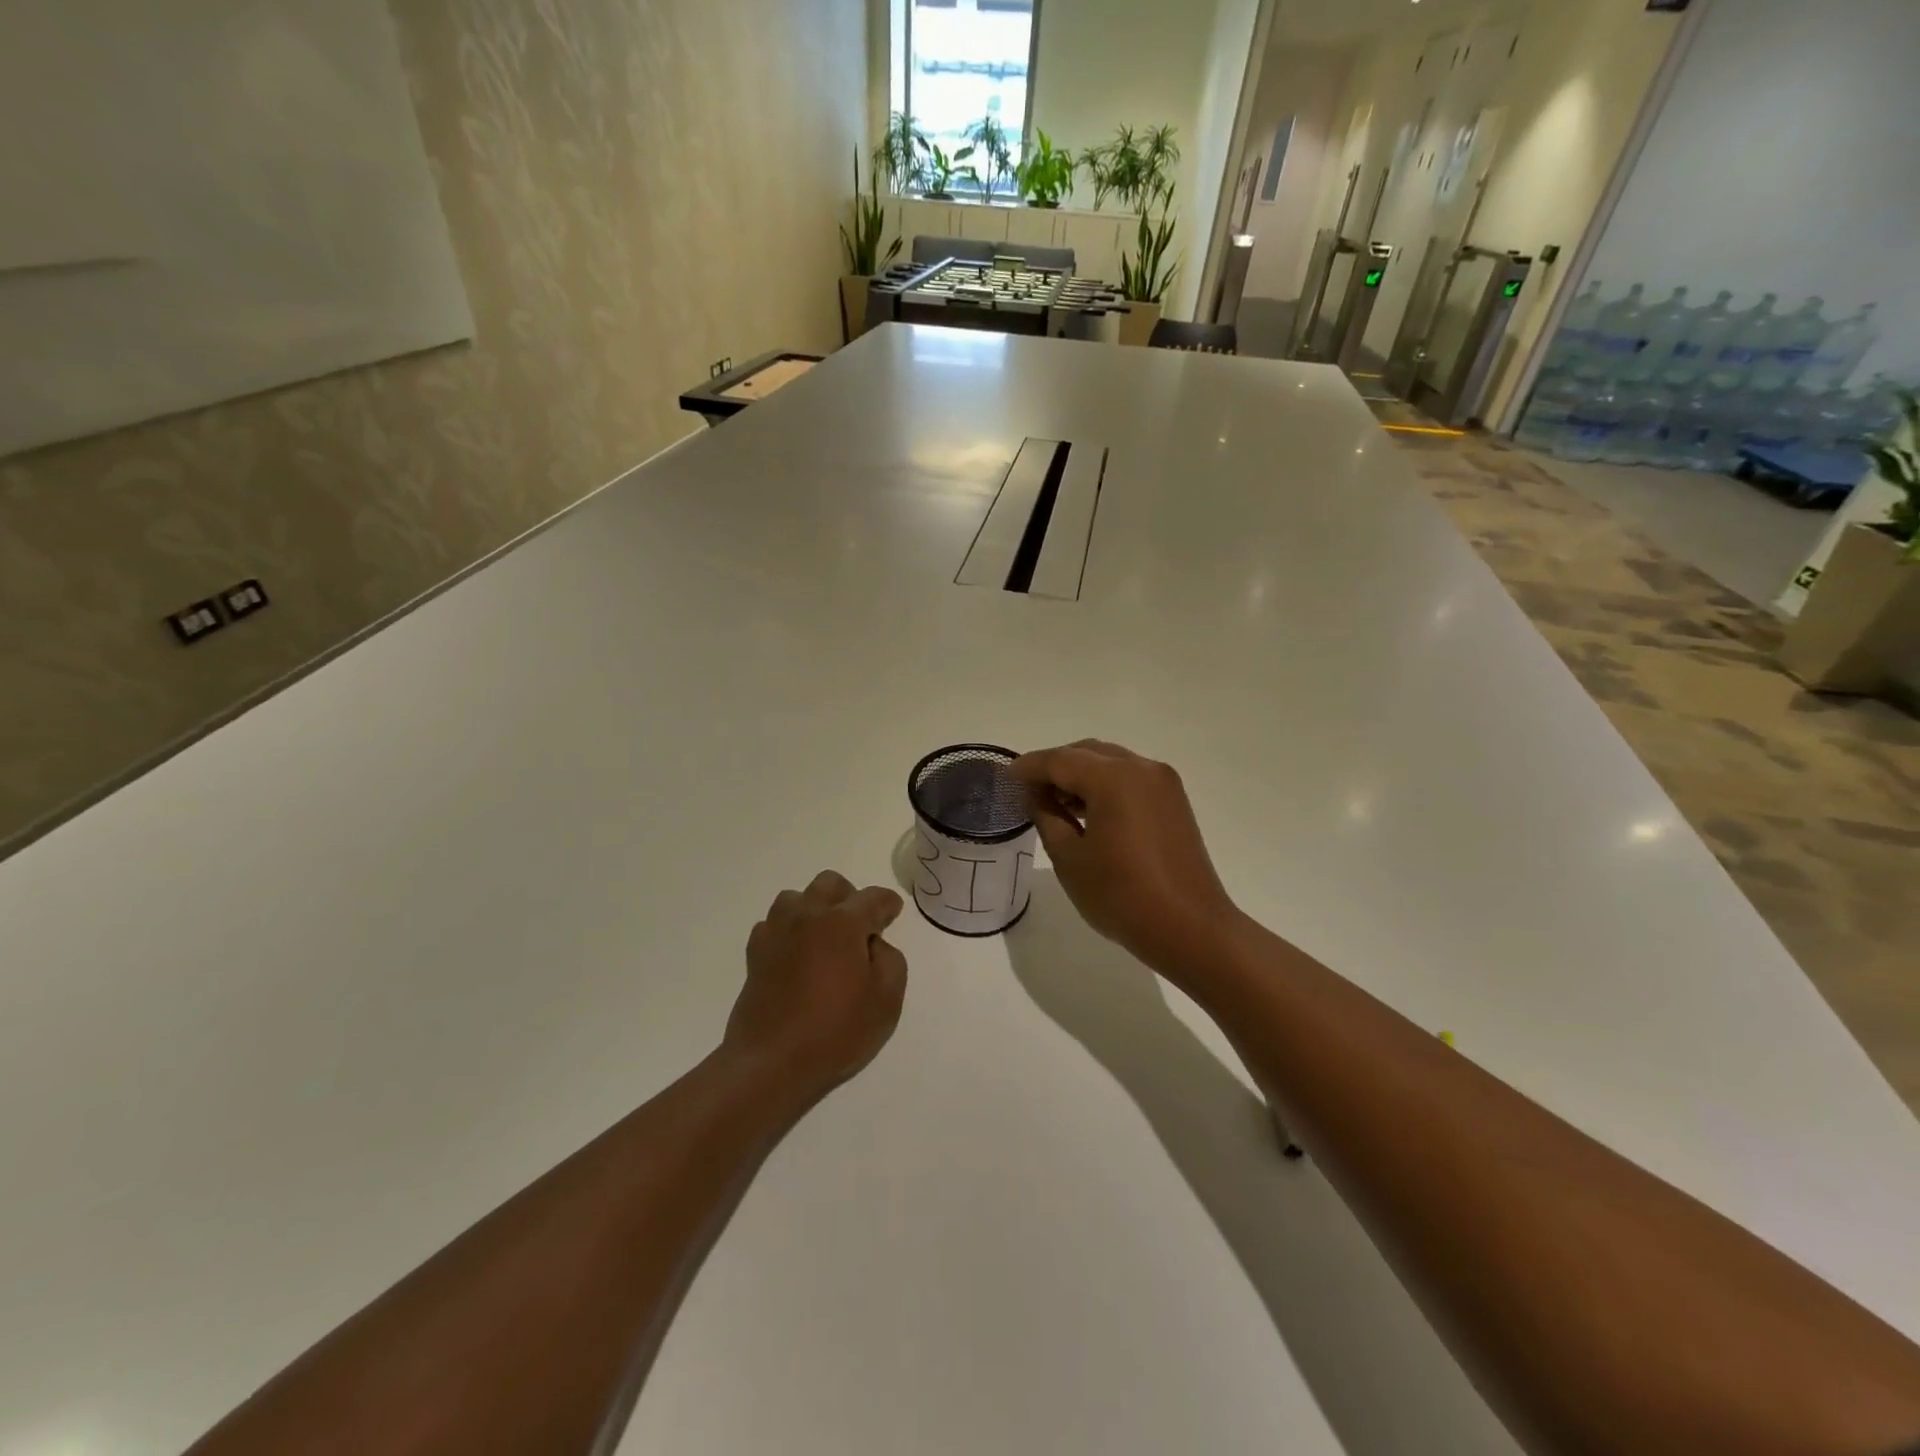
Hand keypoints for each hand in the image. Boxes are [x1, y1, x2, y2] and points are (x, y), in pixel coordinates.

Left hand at [726, 871, 908, 1098]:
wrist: (771, 1062)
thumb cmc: (835, 1031)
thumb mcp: (886, 1000)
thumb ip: (890, 960)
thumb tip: (873, 944)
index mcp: (842, 923)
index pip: (872, 898)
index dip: (888, 904)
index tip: (893, 913)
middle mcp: (807, 916)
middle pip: (830, 883)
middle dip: (849, 897)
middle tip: (859, 928)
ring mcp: (776, 932)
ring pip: (796, 898)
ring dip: (814, 909)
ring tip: (824, 939)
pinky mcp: (755, 954)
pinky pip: (773, 925)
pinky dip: (788, 931)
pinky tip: (796, 955)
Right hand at [1011, 741, 1241, 977]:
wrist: (1191, 928)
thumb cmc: (1122, 896)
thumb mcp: (1070, 858)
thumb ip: (1047, 816)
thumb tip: (1036, 794)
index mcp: (1113, 777)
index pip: (1059, 760)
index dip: (1028, 767)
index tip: (1005, 777)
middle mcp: (1141, 768)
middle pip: (1087, 753)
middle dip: (1055, 767)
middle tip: (1028, 792)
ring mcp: (1163, 783)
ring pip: (1110, 763)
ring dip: (1080, 776)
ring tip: (1054, 804)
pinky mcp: (1174, 801)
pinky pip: (1130, 779)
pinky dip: (1104, 786)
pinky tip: (1087, 812)